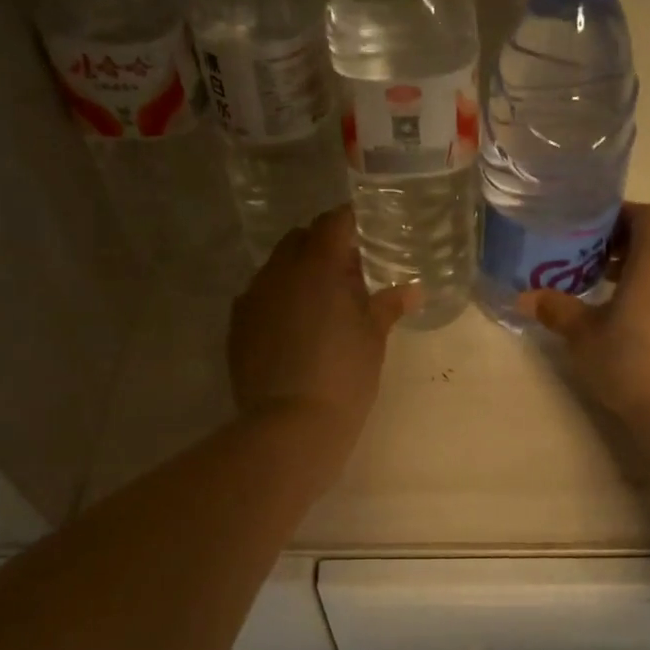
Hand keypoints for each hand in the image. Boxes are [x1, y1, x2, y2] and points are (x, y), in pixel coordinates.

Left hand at [229, 206, 413, 474]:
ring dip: (299, 274)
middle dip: (323, 246)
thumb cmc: (344, 377)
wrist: (290, 426)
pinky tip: (295, 328)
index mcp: (317, 266)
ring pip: (277, 269)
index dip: (351, 222)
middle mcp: (279, 272)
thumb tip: (412, 289)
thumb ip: (388, 305)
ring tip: (321, 303)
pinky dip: (279, 300)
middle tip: (348, 272)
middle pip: (300, 240)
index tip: (366, 233)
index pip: (333, 223)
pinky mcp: (237, 326)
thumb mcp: (373, 339)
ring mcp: (253, 298)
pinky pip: (260, 298)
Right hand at [516, 202, 649, 431]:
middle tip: (597, 267)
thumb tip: (525, 297)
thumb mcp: (584, 338)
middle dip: (629, 247)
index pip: (644, 215)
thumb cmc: (631, 365)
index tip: (593, 233)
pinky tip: (648, 324)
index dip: (619, 218)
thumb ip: (557, 310)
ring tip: (620, 297)